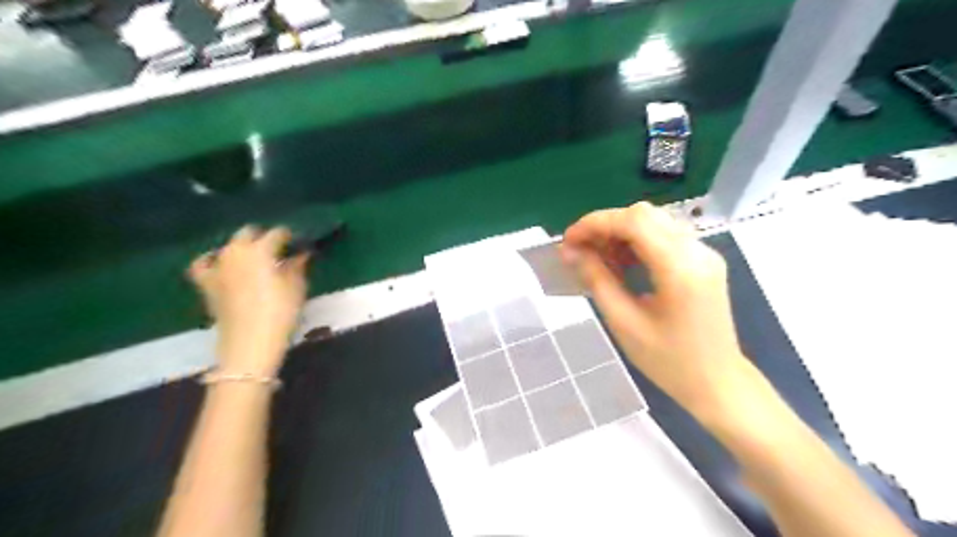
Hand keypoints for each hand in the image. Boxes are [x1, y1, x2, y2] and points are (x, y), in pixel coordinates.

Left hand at [187, 226, 304, 377]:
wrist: (250, 343)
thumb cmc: (281, 312)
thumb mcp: (297, 287)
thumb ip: (298, 265)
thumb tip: (301, 254)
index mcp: (260, 249)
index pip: (278, 233)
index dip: (291, 237)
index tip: (301, 244)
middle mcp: (235, 251)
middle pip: (249, 233)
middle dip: (264, 237)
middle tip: (280, 250)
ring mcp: (217, 266)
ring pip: (229, 246)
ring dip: (243, 248)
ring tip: (256, 259)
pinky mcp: (206, 283)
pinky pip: (204, 264)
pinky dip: (212, 260)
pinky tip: (221, 264)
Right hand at [567, 201, 746, 415]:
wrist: (718, 383)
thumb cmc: (669, 362)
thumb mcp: (624, 323)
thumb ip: (597, 280)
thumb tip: (571, 252)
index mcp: (680, 269)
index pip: (634, 222)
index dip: (595, 223)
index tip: (568, 241)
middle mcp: (697, 251)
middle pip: (644, 215)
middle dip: (605, 226)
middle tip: (580, 249)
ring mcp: (704, 253)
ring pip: (654, 221)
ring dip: (620, 233)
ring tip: (598, 258)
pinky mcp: (704, 260)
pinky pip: (665, 236)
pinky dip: (637, 241)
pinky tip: (622, 263)